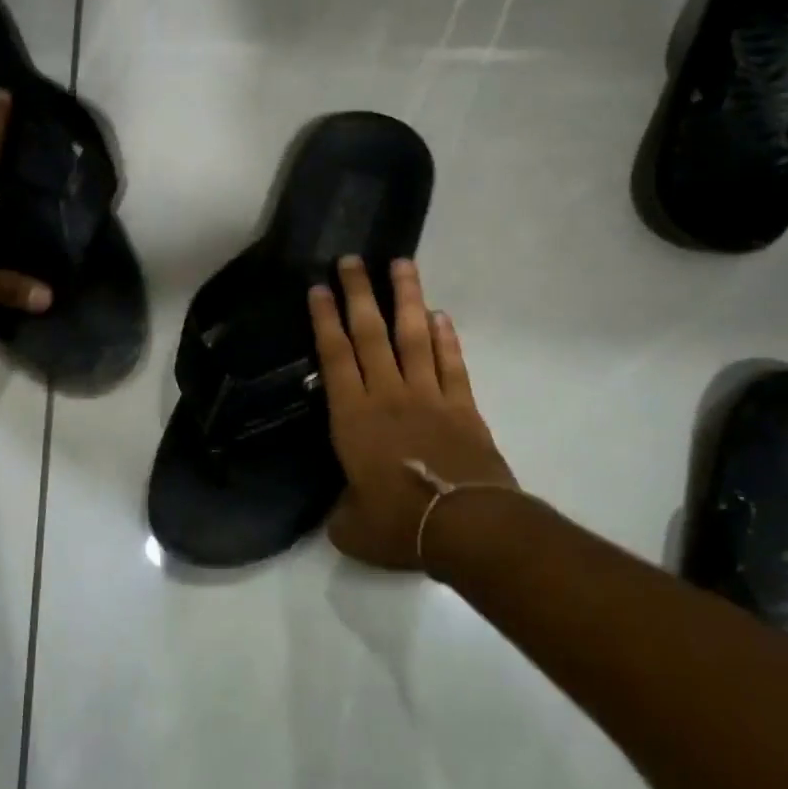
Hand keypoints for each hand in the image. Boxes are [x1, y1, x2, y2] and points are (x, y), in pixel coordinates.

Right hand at [309, 256, 516, 570]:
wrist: (468, 528)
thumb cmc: (400, 525)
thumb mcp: (353, 529)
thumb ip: (342, 513)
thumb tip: (342, 511)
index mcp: (353, 417)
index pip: (335, 357)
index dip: (325, 320)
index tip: (319, 288)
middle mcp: (388, 395)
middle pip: (371, 334)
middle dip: (359, 293)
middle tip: (351, 259)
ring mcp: (429, 396)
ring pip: (414, 336)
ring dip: (406, 298)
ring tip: (401, 264)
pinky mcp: (462, 407)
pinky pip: (451, 363)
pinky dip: (445, 338)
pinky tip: (440, 316)